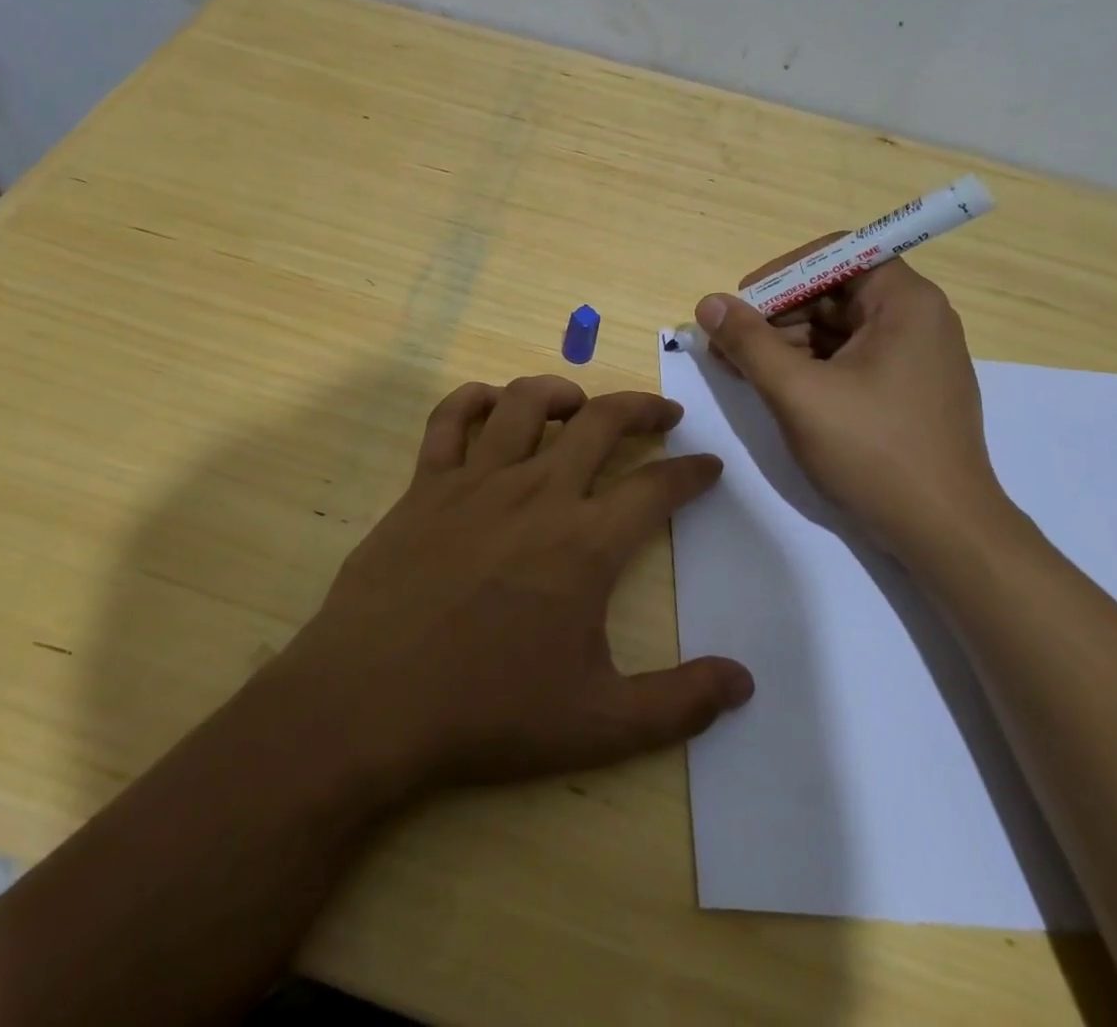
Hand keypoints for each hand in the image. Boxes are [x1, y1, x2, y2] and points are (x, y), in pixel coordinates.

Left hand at [271, 376, 753, 798]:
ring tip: (581, 404)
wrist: (373, 701)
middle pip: (602, 423)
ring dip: (563, 392)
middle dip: (642, 409)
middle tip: (663, 415)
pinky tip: (492, 404)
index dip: (692, 473)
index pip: (656, 488)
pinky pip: (450, 418)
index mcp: (585, 543)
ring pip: (526, 403)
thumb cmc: (488, 711)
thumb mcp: (600, 724)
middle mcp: (537, 492)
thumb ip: (680, 703)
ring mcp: (476, 481)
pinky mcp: (425, 484)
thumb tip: (744, 681)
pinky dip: (475, 399)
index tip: (709, 465)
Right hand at [693, 255, 1009, 554]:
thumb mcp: (798, 392)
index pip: (837, 254)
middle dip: (776, 314)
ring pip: (837, 328)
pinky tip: (774, 387)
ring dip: (786, 342)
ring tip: (740, 369)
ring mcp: (914, 357)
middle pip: (834, 292)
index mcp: (905, 302)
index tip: (743, 303)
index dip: (783, 273)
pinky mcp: (906, 390)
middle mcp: (917, 318)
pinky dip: (809, 367)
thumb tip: (708, 304)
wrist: (944, 532)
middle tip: (729, 344)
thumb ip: (748, 343)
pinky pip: (849, 358)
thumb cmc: (873, 451)